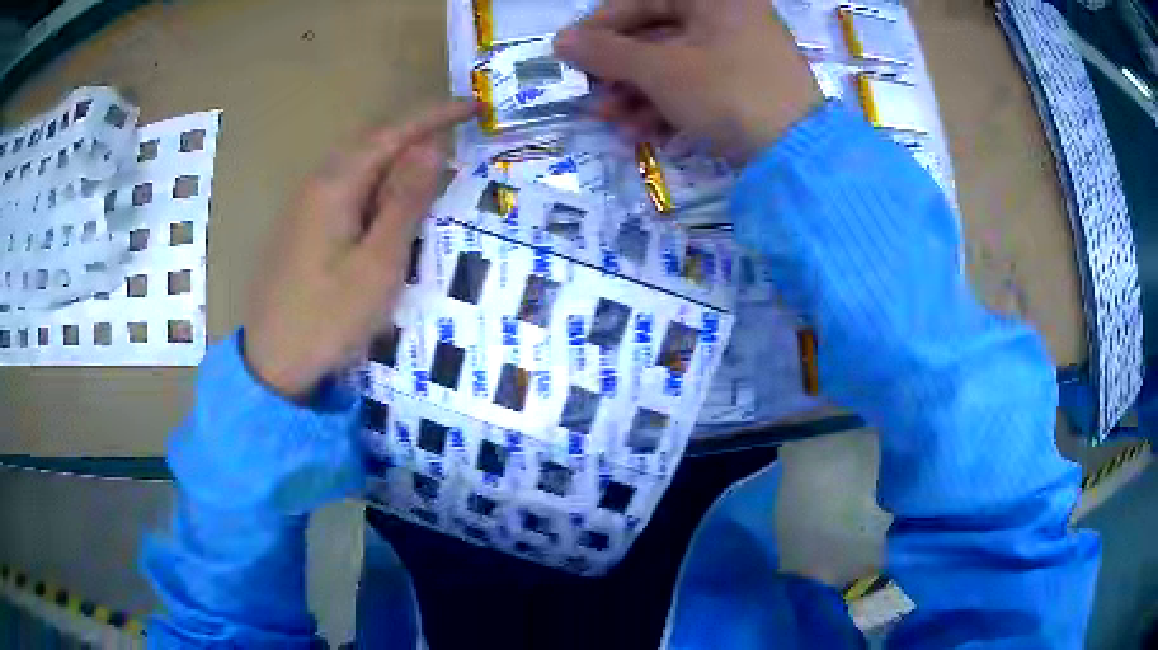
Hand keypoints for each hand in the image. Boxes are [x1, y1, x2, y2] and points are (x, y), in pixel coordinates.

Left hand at [244, 101, 475, 398]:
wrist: (272, 364)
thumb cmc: (328, 318)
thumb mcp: (377, 263)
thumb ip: (404, 202)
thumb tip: (430, 147)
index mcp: (335, 185)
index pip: (392, 134)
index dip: (434, 116)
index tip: (473, 106)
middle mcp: (316, 185)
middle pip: (373, 145)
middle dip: (417, 136)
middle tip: (460, 138)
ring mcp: (305, 207)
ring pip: (359, 169)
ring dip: (398, 164)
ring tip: (435, 172)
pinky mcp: (303, 229)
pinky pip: (347, 192)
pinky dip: (378, 190)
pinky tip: (391, 209)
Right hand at [554, 0, 821, 163]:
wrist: (800, 157)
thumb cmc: (728, 93)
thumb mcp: (660, 71)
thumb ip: (607, 53)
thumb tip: (561, 42)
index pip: (642, 1)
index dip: (601, 27)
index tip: (570, 54)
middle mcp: (731, 17)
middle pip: (658, 35)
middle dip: (619, 71)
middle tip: (592, 95)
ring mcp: (743, 53)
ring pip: (676, 64)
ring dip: (638, 94)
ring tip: (612, 122)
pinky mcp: (750, 86)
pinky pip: (700, 85)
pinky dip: (669, 106)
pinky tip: (645, 132)